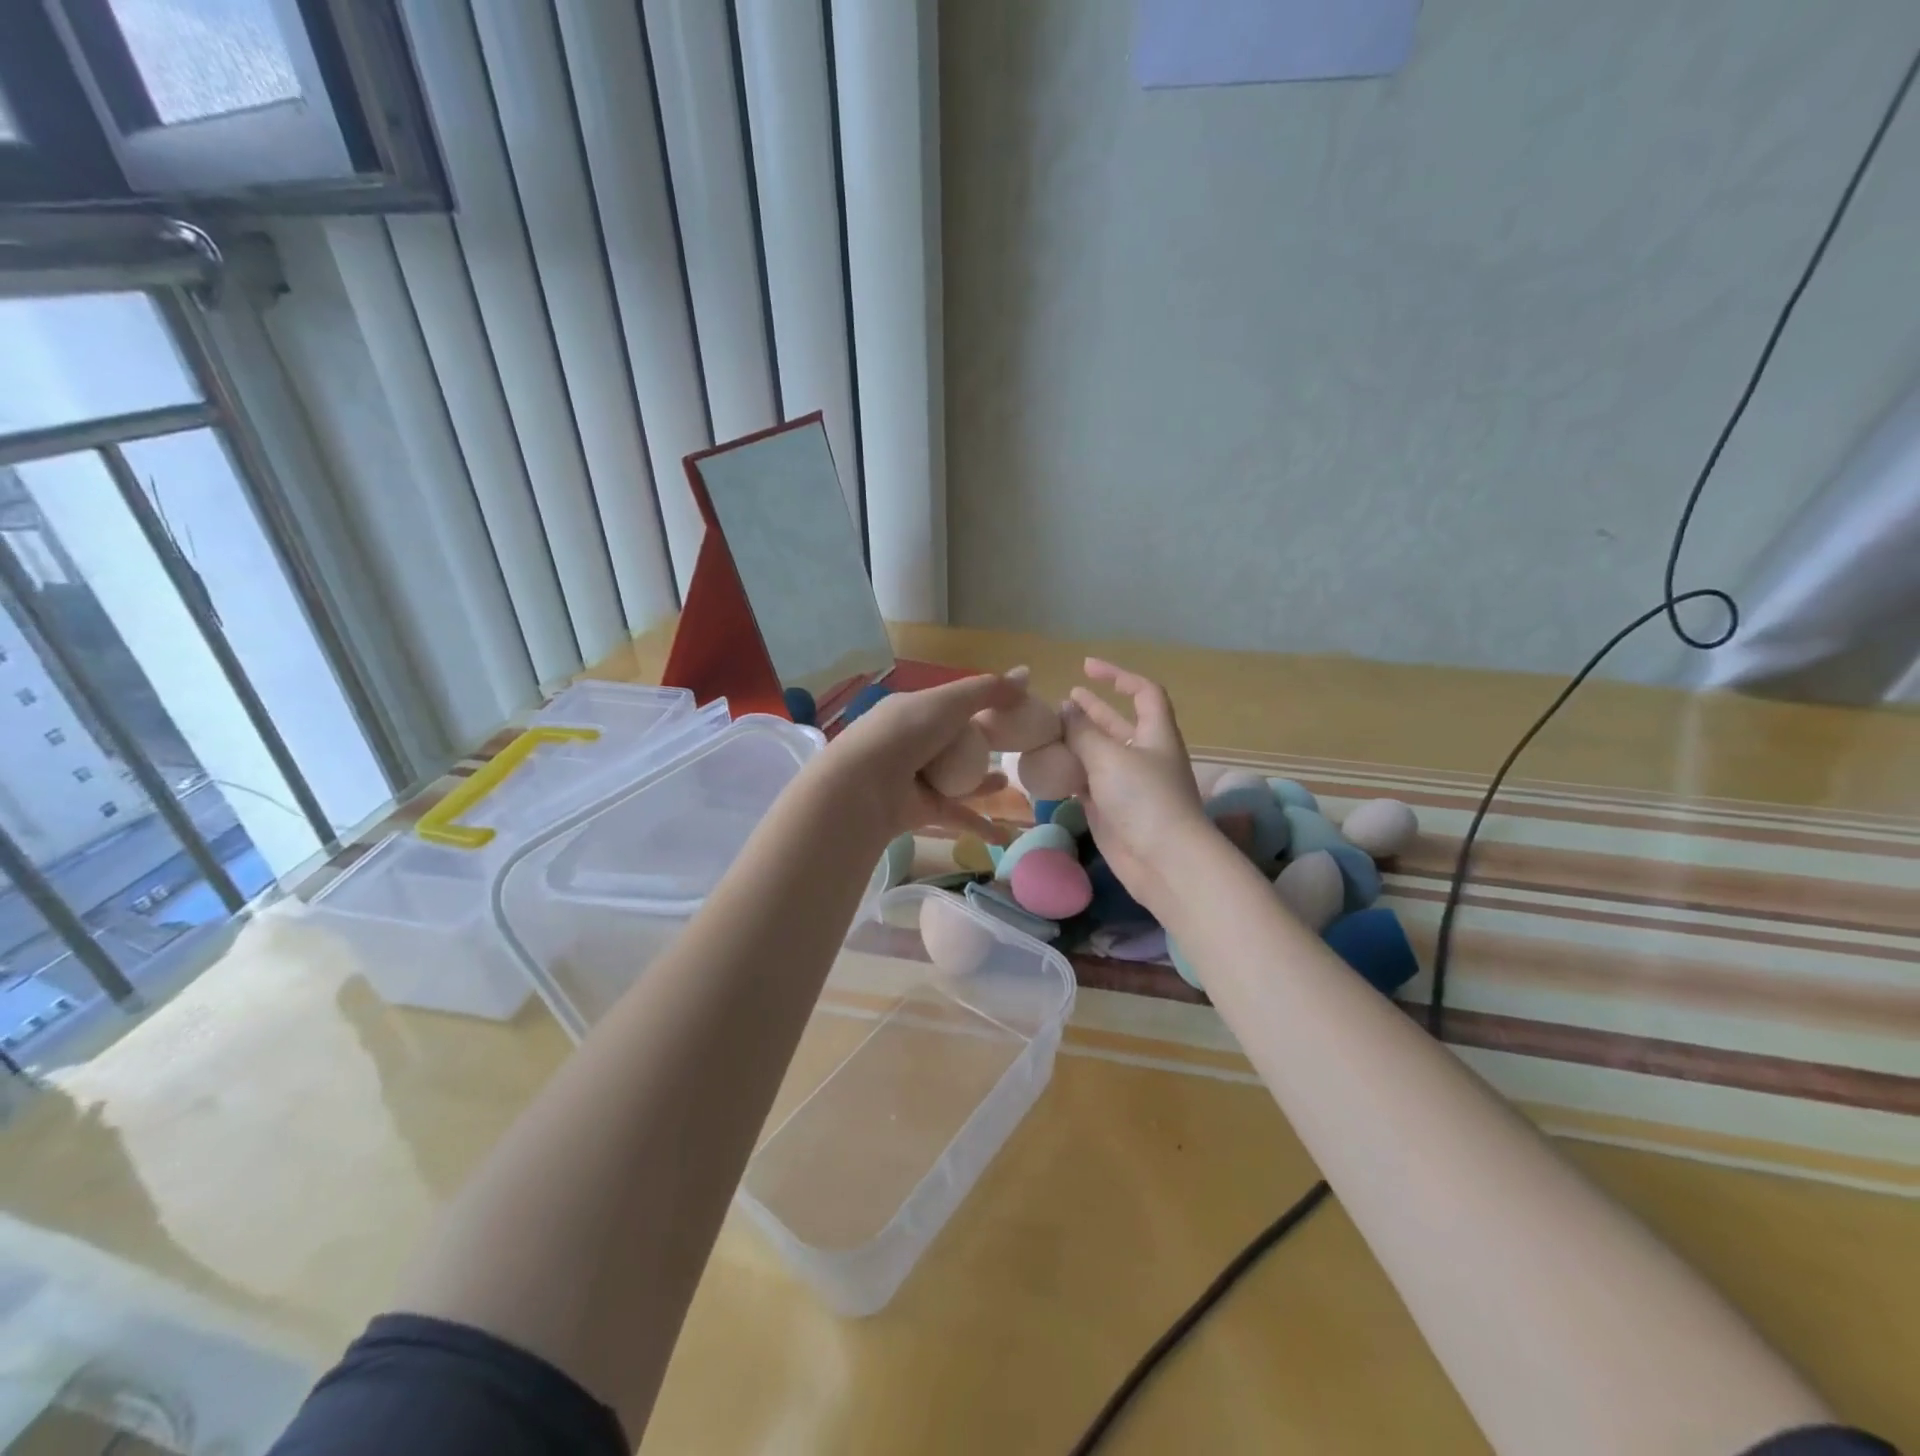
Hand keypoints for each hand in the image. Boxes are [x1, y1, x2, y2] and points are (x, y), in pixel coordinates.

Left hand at [821, 673, 1022, 841]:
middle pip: (954, 745)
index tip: (1010, 714)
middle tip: (1011, 750)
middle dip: (980, 748)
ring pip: (956, 781)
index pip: (950, 707)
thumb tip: (1028, 673)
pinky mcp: (920, 811)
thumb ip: (988, 691)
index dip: (979, 708)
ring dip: (980, 784)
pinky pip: (956, 815)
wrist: (864, 786)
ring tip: (1006, 783)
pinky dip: (978, 825)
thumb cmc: (906, 733)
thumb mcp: (949, 702)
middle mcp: (912, 744)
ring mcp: (915, 779)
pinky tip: (1003, 836)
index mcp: (913, 711)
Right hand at [1063, 658, 1213, 919]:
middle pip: (1117, 724)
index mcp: (1155, 734)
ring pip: (1099, 755)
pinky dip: (1069, 773)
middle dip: (1093, 710)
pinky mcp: (1111, 810)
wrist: (1163, 861)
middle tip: (1063, 700)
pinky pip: (1087, 783)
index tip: (1087, 668)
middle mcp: (1143, 755)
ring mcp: (1127, 785)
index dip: (1119, 676)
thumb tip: (1065, 710)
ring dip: (1076, 742)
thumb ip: (1083, 733)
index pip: (1144, 693)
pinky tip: (1047, 767)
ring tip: (1048, 731)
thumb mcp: (1110, 758)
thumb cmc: (1144, 799)